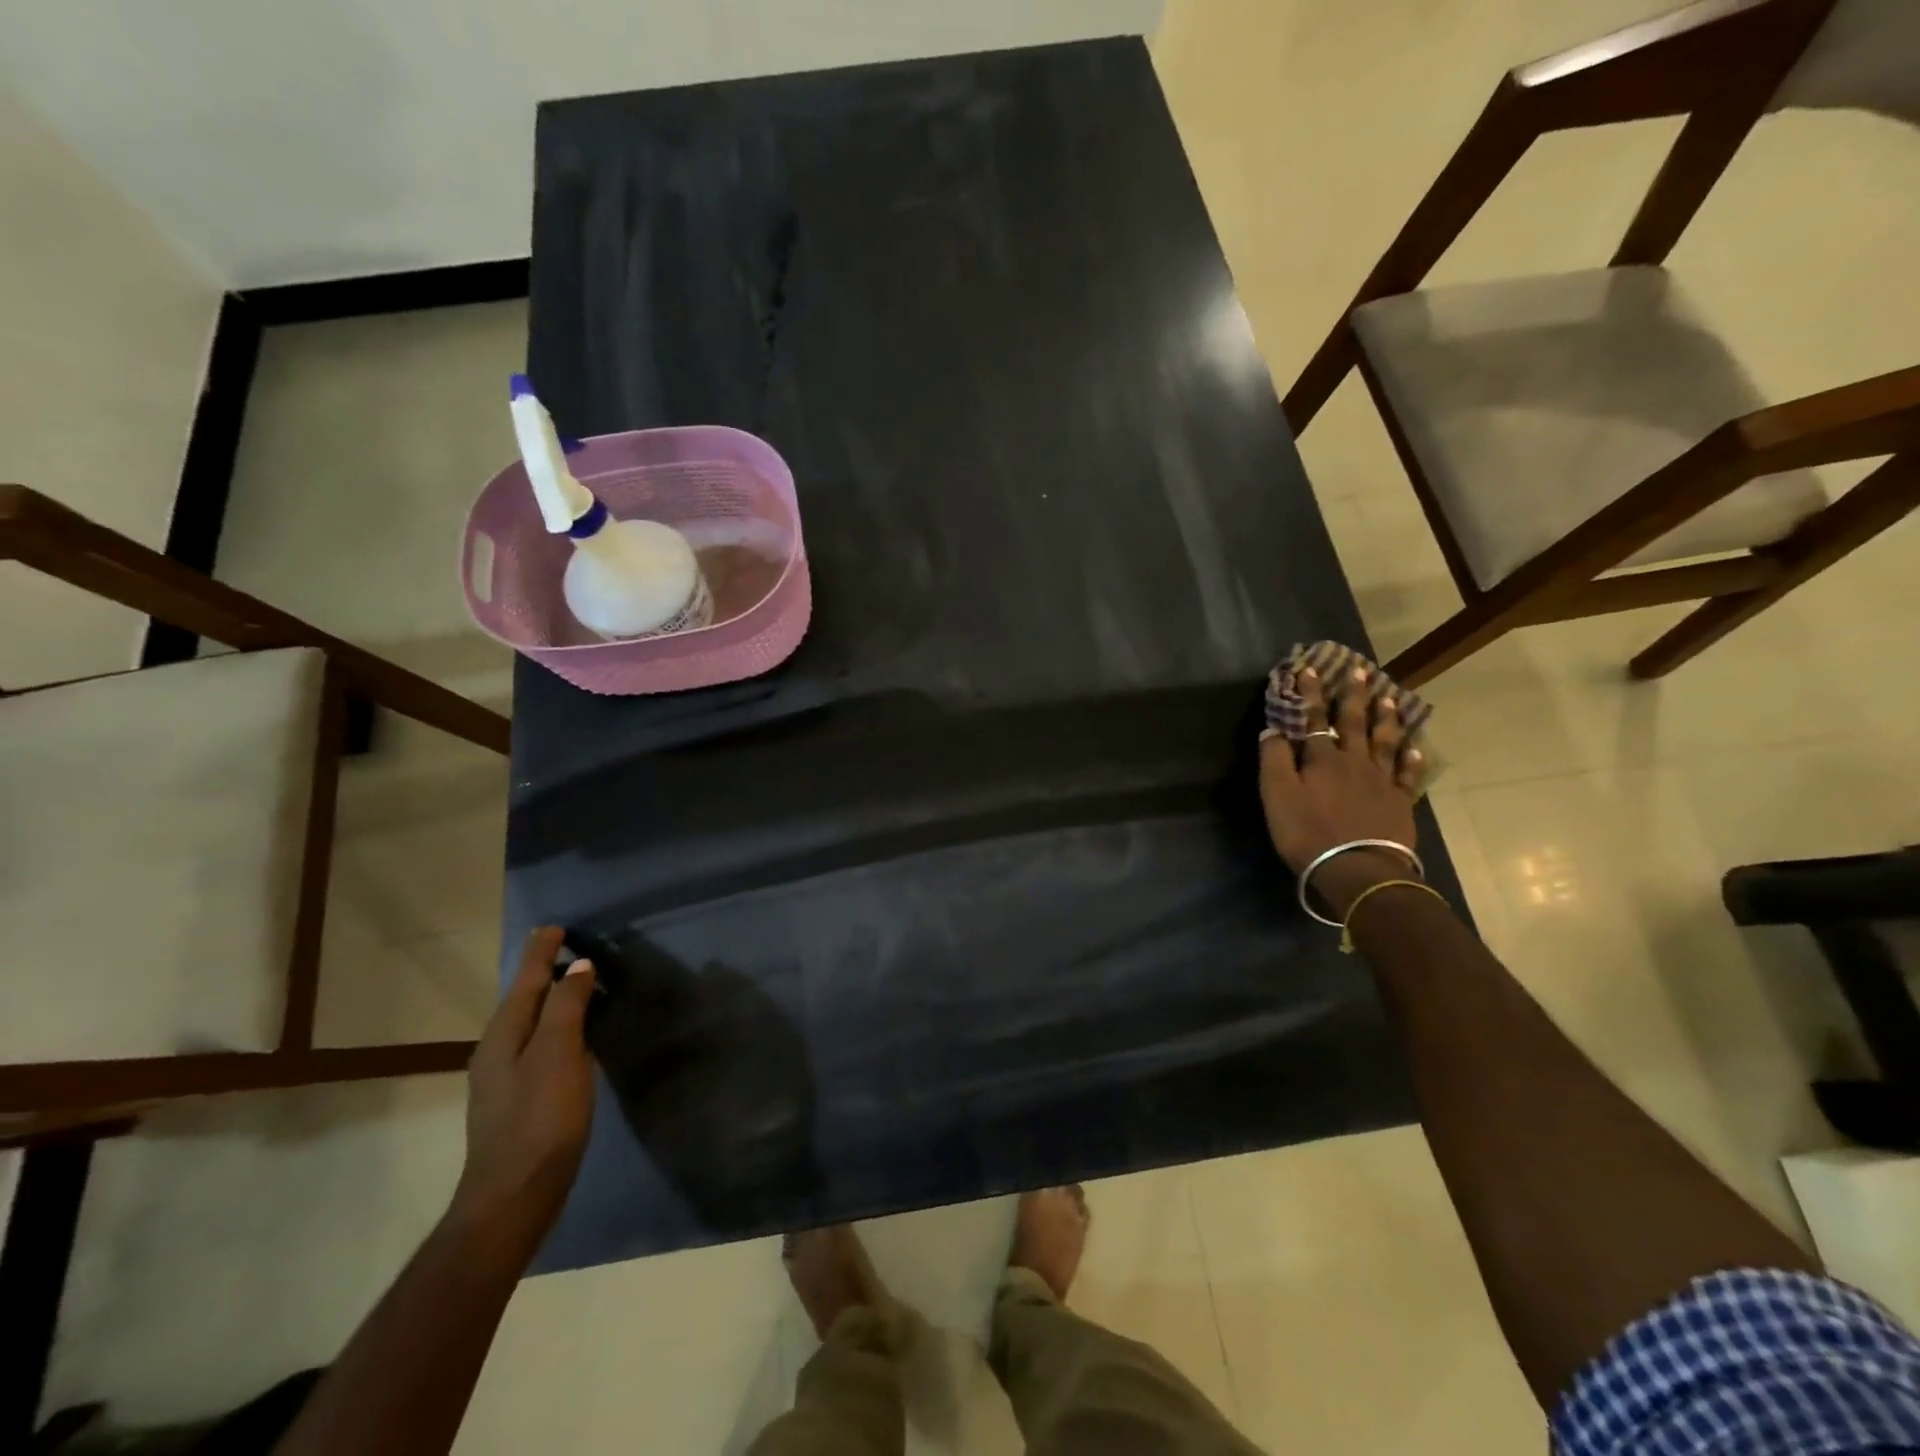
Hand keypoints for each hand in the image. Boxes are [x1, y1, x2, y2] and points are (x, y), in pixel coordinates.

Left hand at [448, 926, 595, 1253]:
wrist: (514, 1195)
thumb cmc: (540, 1118)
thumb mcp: (557, 1054)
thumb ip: (566, 1006)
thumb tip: (579, 966)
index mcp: (503, 1035)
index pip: (526, 980)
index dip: (541, 953)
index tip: (554, 927)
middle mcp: (497, 1051)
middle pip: (523, 1000)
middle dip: (543, 973)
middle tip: (567, 948)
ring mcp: (504, 1079)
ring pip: (530, 1024)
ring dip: (550, 1000)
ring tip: (575, 984)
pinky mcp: (520, 1100)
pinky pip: (538, 1046)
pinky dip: (555, 1027)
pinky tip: (573, 1037)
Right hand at [1259, 664, 1423, 917]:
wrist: (1358, 868)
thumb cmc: (1308, 832)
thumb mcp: (1277, 796)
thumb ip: (1273, 760)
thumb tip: (1272, 729)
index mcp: (1321, 758)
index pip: (1312, 718)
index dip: (1309, 694)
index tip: (1310, 669)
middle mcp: (1353, 761)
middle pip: (1353, 723)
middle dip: (1353, 696)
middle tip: (1361, 672)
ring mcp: (1380, 781)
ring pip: (1384, 742)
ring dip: (1385, 719)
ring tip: (1389, 698)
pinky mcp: (1399, 803)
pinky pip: (1407, 775)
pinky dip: (1411, 760)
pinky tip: (1415, 749)